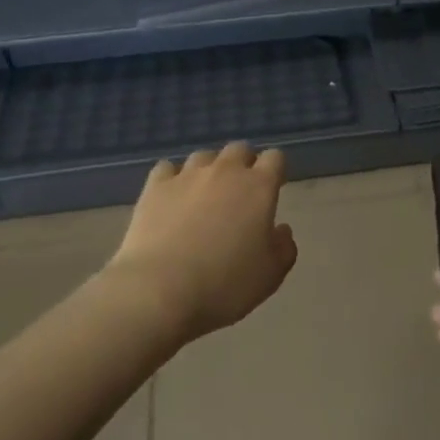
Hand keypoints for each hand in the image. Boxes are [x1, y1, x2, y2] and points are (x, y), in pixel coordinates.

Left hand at [110, 142, 297, 341]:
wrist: (160, 290)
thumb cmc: (225, 284)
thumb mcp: (271, 275)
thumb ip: (284, 247)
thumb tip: (281, 230)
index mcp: (259, 187)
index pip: (275, 158)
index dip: (275, 170)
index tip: (273, 188)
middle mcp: (225, 171)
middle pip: (239, 150)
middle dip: (243, 164)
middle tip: (240, 193)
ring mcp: (187, 176)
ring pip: (204, 156)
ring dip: (209, 170)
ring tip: (204, 195)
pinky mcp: (155, 187)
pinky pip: (167, 169)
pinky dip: (173, 178)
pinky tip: (172, 197)